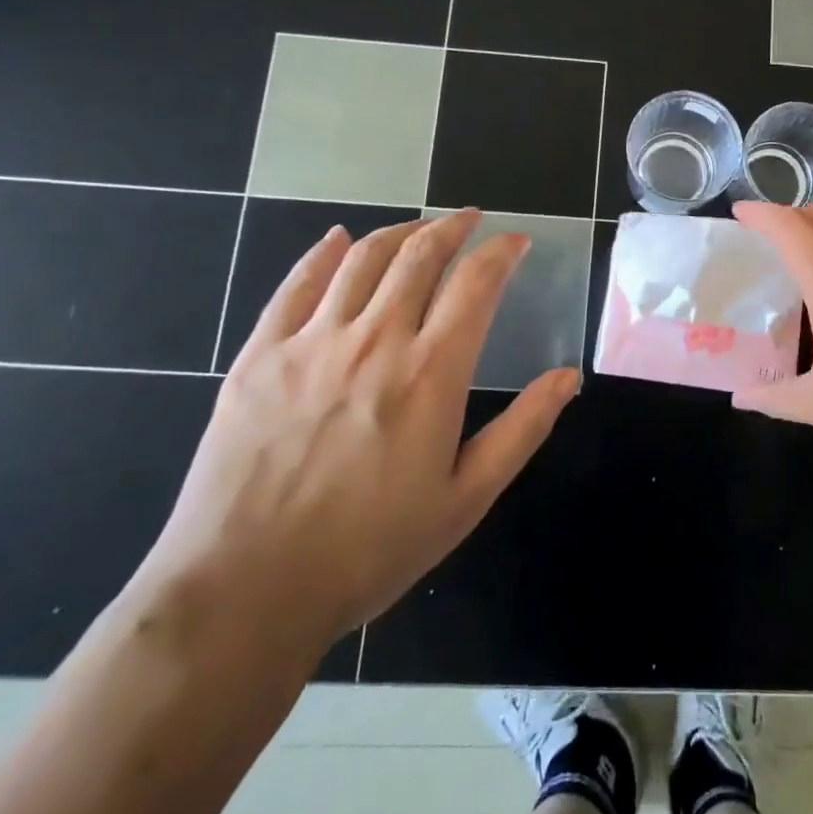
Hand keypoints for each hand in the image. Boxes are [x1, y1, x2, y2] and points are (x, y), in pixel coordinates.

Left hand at [137, 211, 579, 652]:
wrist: (244, 593)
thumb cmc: (368, 550)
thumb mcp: (465, 499)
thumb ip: (523, 429)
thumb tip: (568, 376)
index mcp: (431, 372)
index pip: (476, 283)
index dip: (501, 252)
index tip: (515, 242)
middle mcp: (375, 339)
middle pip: (419, 255)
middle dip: (452, 227)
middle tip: (469, 220)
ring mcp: (312, 342)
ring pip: (362, 258)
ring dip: (398, 232)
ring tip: (418, 228)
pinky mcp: (260, 355)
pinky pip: (296, 285)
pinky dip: (322, 253)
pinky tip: (337, 240)